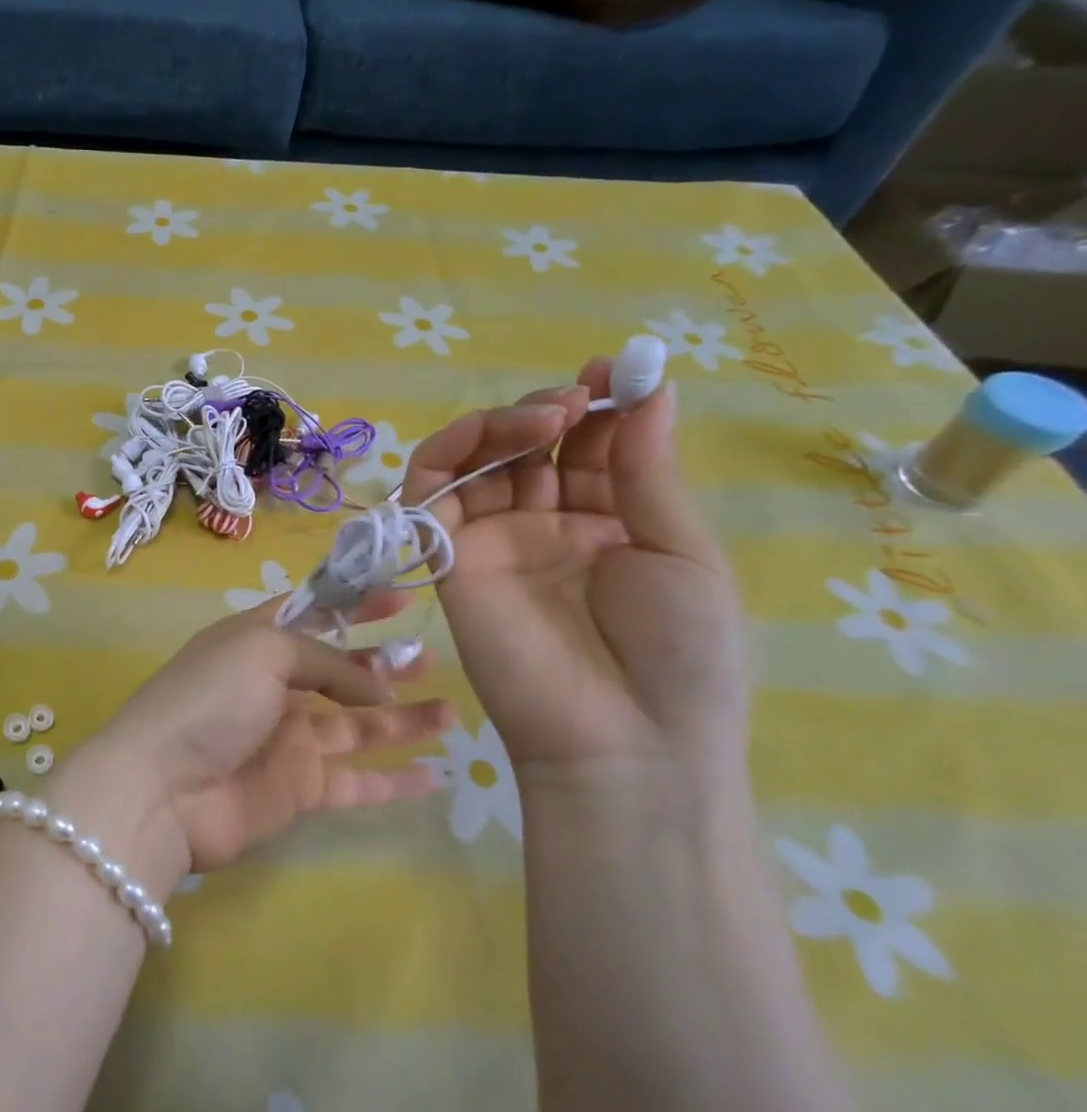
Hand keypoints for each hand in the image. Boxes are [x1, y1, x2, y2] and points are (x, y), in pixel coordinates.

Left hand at [63, 599, 450, 885]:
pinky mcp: (299, 788)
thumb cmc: (209, 700)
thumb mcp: (263, 651)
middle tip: (431, 658)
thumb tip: (377, 685)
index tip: (403, 595)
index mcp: (257, 641)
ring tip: (451, 711)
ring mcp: (288, 739)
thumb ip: (326, 660)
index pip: (314, 612)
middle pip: (340, 670)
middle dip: (383, 662)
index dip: (356, 602)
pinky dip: (395, 780)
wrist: (163, 790)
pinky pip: (357, 781)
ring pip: (358, 725)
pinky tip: (437, 775)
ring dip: (403, 717)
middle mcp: (274, 686)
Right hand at [402, 360, 750, 791]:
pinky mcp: (449, 556)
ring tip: (546, 417)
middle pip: (529, 446)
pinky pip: (431, 492)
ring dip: (504, 424)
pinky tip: (492, 436)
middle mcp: (545, 525)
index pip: (590, 448)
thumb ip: (646, 471)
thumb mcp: (680, 551)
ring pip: (476, 459)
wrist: (624, 742)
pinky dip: (450, 452)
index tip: (615, 370)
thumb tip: (650, 390)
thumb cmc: (679, 654)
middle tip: (577, 398)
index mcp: (609, 524)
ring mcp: (494, 539)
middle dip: (552, 410)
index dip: (600, 405)